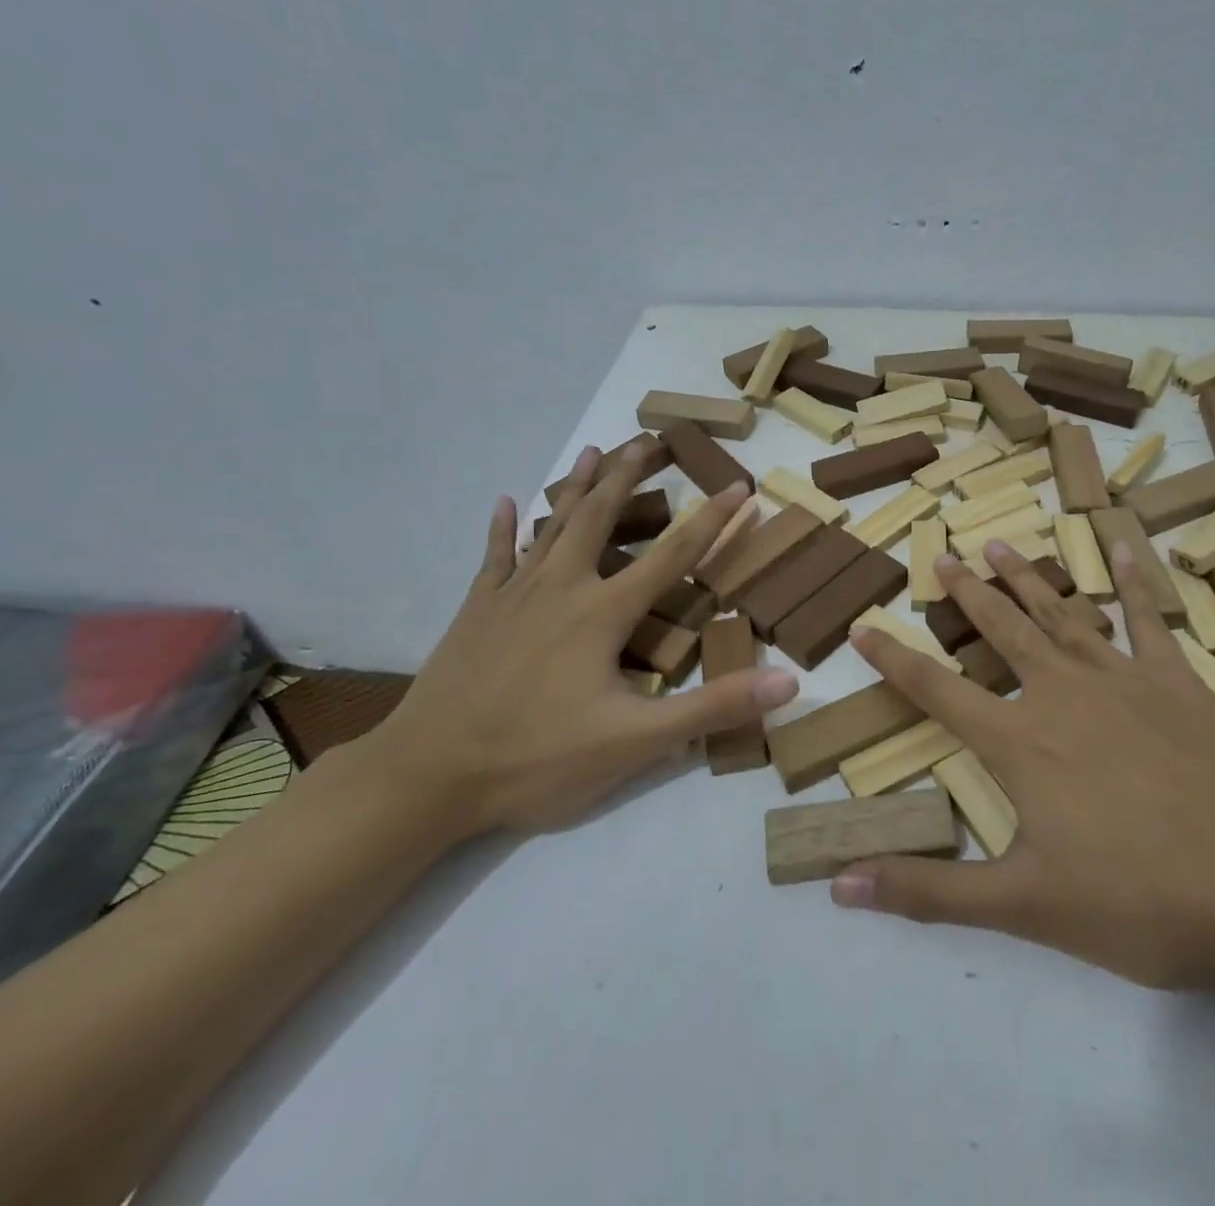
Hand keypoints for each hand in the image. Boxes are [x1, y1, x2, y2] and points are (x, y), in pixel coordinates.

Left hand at [357, 445, 798, 838]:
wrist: (427, 777)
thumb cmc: (537, 758)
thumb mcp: (635, 742)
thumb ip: (712, 709)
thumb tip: (787, 684)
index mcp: (603, 612)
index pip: (674, 554)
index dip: (713, 520)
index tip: (740, 486)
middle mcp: (561, 587)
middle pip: (601, 516)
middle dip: (630, 475)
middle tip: (649, 438)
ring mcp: (513, 595)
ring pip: (553, 525)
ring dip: (578, 485)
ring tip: (595, 450)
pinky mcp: (476, 611)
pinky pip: (494, 556)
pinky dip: (503, 527)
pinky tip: (505, 501)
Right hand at [830, 542, 1214, 989]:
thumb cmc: (1139, 900)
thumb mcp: (1023, 907)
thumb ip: (928, 892)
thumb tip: (839, 885)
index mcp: (1018, 742)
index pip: (936, 690)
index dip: (893, 659)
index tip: (863, 627)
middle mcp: (1059, 694)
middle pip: (1000, 630)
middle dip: (966, 593)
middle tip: (942, 556)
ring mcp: (1120, 679)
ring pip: (1059, 613)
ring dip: (1026, 578)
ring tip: (999, 544)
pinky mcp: (1174, 680)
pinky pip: (1147, 618)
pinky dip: (1133, 581)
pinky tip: (1120, 547)